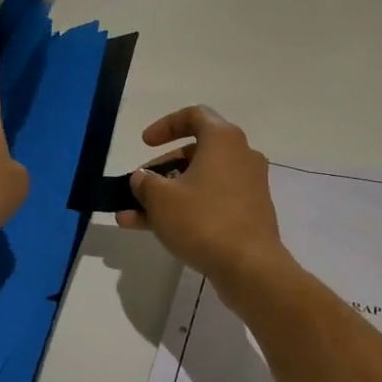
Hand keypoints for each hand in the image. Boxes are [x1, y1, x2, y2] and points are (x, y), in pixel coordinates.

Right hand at [116, 106, 286, 285]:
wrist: (250, 266)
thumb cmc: (203, 220)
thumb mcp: (161, 198)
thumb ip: (145, 182)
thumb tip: (142, 178)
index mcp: (223, 139)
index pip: (194, 115)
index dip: (165, 125)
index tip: (145, 144)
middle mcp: (241, 156)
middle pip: (195, 152)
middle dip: (161, 169)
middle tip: (139, 186)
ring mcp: (248, 186)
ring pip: (200, 182)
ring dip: (166, 195)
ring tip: (131, 216)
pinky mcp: (249, 213)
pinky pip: (211, 202)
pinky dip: (185, 210)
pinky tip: (153, 230)